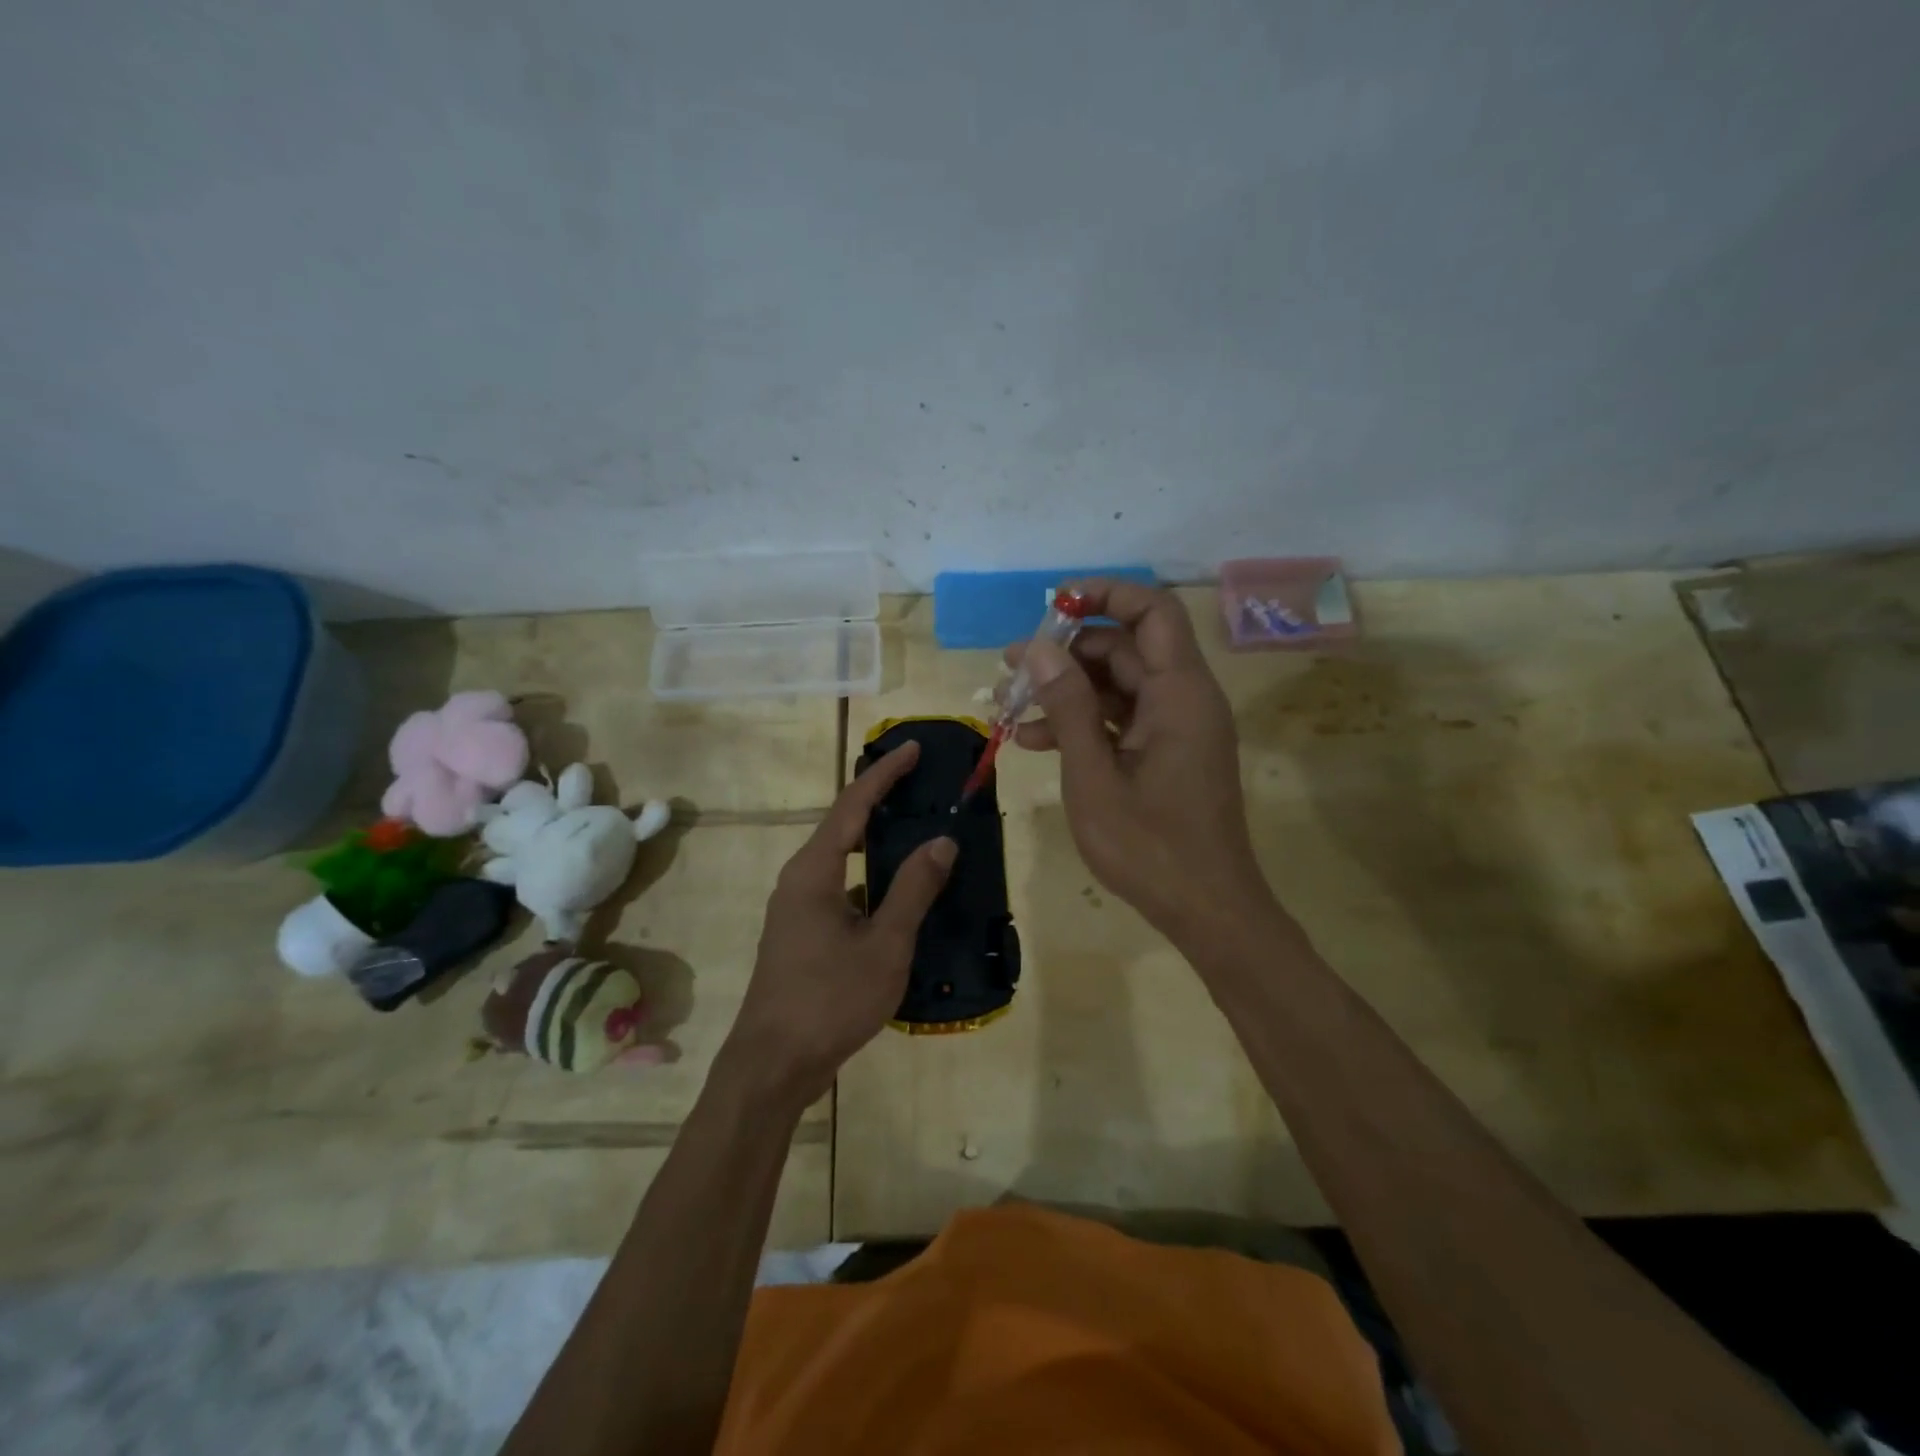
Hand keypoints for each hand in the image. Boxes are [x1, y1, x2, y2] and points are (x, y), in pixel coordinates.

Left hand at [724, 742, 955, 1105]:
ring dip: (878, 842)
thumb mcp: (884, 945)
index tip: (914, 749)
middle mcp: (800, 879)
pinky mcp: (802, 933)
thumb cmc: (829, 999)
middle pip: (844, 825)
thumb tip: (941, 841)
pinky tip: (901, 894)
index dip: (885, 774)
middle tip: (922, 784)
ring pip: (843, 860)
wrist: (773, 1064)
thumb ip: (913, 890)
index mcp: (814, 870)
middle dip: (882, 800)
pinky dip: (872, 879)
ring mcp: (797, 908)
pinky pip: (843, 889)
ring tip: (918, 830)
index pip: (853, 805)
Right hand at [1008, 579, 1274, 942]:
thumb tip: (1038, 647)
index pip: (1151, 611)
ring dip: (1065, 692)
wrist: (1206, 910)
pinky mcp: (1166, 753)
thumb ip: (1068, 706)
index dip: (1105, 595)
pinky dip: (1081, 723)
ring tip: (1007, 707)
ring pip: (1117, 685)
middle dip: (1065, 653)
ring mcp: (1175, 727)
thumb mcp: (1094, 774)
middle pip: (1126, 648)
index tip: (1052, 606)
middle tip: (1010, 669)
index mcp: (1180, 693)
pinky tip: (1032, 741)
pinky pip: (1121, 719)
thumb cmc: (1150, 846)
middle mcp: (1184, 698)